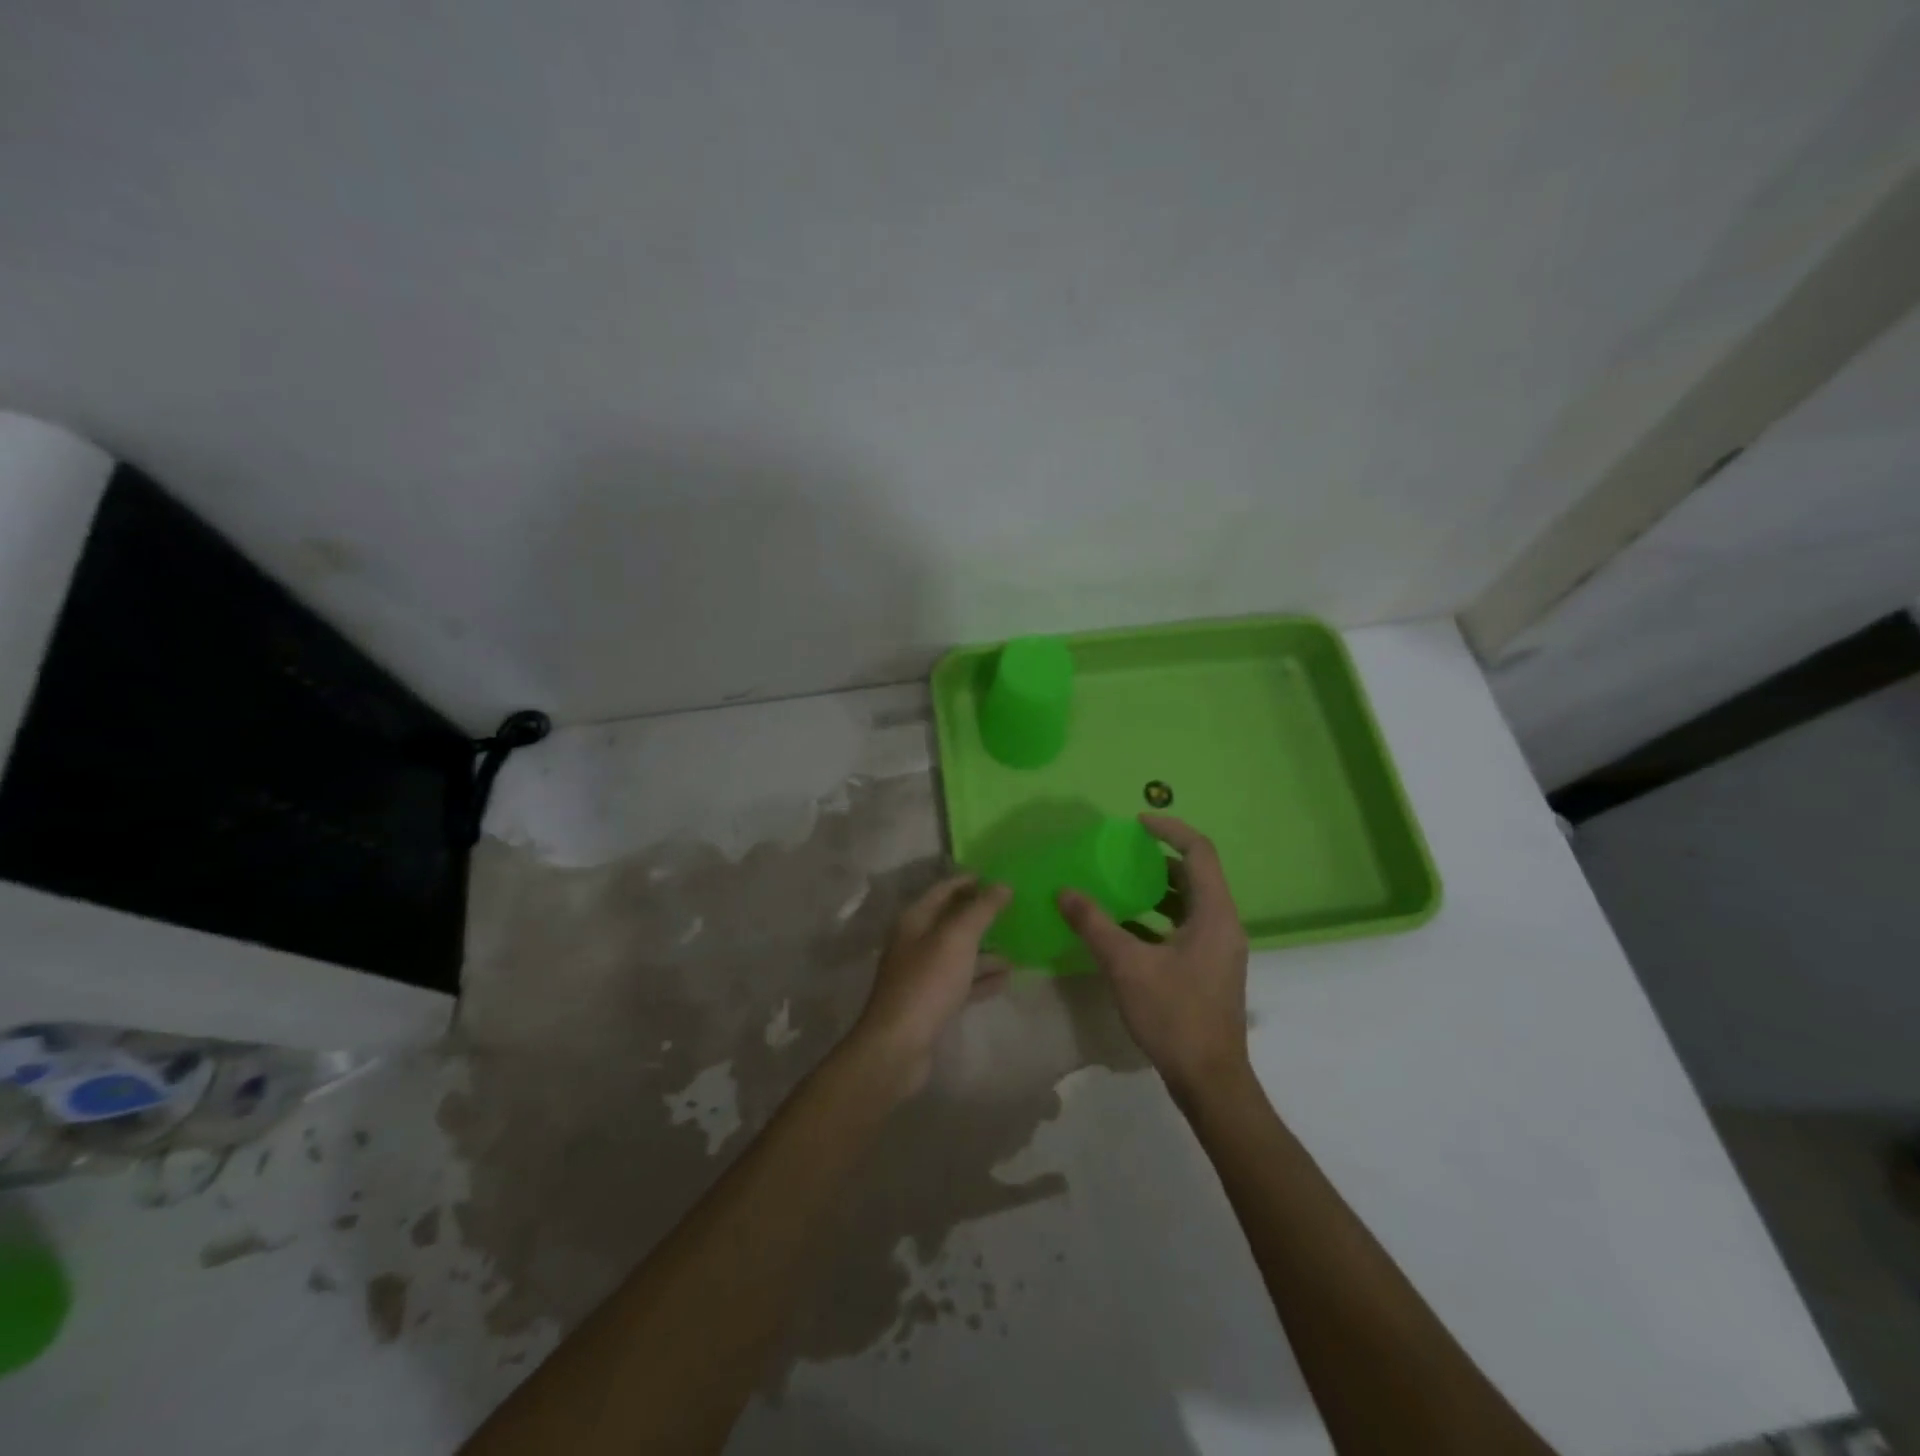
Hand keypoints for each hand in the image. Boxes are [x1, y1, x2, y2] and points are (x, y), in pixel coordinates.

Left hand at [850, 874, 1011, 1097]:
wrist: (898, 1045)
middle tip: (1016, 910)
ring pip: (959, 953)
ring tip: (1018, 947)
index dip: (970, 881)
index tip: (1000, 877)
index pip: (944, 889)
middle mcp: (916, 942)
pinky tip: (1007, 978)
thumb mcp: (957, 938)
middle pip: (952, 921)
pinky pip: (962, 981)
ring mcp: (923, 973)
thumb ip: (981, 910)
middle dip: (982, 915)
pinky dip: (982, 977)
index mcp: (915, 920)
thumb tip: (1002, 884)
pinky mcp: (932, 1002)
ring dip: (986, 949)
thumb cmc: (928, 982)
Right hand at [1058, 815, 1249, 1098]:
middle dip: (1158, 860)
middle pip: (1195, 875)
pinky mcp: (1209, 969)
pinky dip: (1158, 918)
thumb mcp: (1127, 966)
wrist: (1210, 1081)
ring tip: (1118, 885)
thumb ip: (1094, 924)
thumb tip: (1064, 891)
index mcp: (1214, 914)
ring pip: (1189, 903)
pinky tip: (1124, 929)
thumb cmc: (1174, 1016)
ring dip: (1156, 890)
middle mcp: (1223, 924)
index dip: (1169, 829)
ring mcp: (1218, 949)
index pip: (1199, 851)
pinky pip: (1185, 927)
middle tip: (1121, 854)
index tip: (1136, 823)